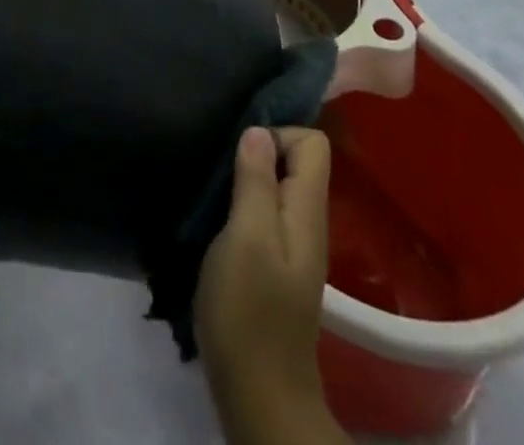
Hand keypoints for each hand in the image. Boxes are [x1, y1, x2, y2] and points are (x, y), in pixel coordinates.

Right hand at [195, 127, 345, 444]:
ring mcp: (289, 246)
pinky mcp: (271, 264)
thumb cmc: (250, 311)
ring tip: (211, 181)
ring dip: (245, 176)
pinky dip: (240, 201)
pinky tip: (214, 212)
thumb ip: (256, 182)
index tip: (241, 149)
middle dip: (258, 150)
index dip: (278, 131)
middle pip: (295, 161)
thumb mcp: (247, 238)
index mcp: (306, 211)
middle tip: (219, 162)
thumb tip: (259, 130)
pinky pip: (263, 211)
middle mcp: (305, 222)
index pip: (312, 142)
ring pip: (276, 185)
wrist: (258, 394)